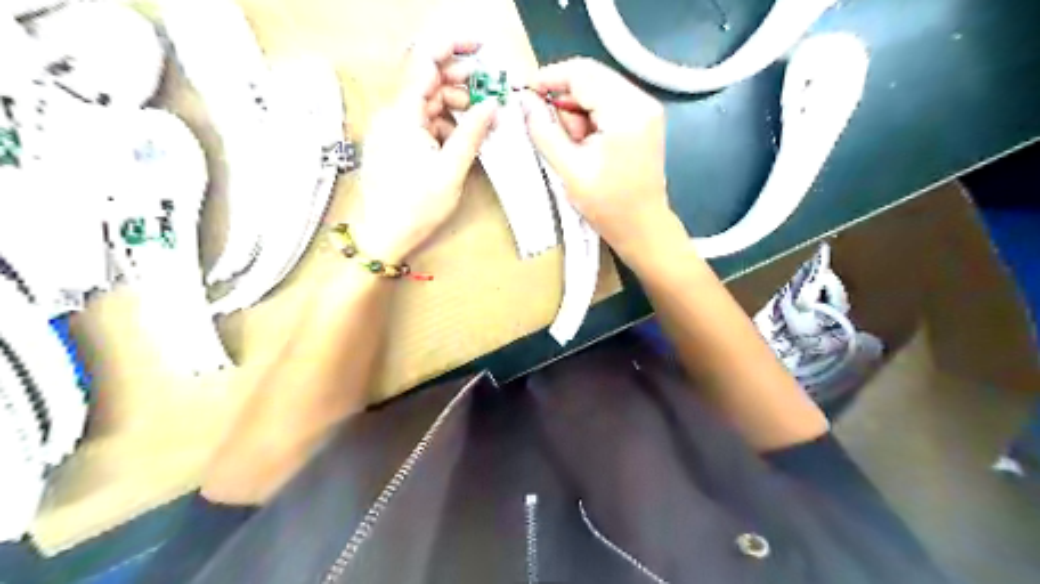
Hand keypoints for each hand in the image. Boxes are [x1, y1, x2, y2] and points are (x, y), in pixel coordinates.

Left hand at [346, 37, 496, 261]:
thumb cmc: (415, 208)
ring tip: (480, 119)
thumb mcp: (450, 171)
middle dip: (460, 81)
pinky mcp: (396, 142)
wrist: (383, 236)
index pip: (424, 63)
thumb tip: (492, 105)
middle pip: (427, 81)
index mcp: (402, 116)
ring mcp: (393, 128)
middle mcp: (393, 115)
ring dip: (455, 105)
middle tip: (488, 92)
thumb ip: (471, 134)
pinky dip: (444, 123)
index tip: (479, 48)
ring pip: (427, 102)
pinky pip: (423, 121)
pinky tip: (462, 136)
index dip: (452, 47)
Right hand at [525, 58, 680, 261]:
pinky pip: (609, 104)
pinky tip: (586, 144)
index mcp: (626, 112)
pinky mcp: (645, 120)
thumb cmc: (608, 206)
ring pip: (599, 90)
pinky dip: (590, 118)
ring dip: (577, 112)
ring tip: (574, 147)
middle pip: (592, 77)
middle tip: (549, 129)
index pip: (582, 73)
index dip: (549, 78)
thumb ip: (545, 132)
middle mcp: (642, 101)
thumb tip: (525, 103)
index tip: (524, 92)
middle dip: (564, 99)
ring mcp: (647, 109)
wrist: (643, 229)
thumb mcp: (570, 170)